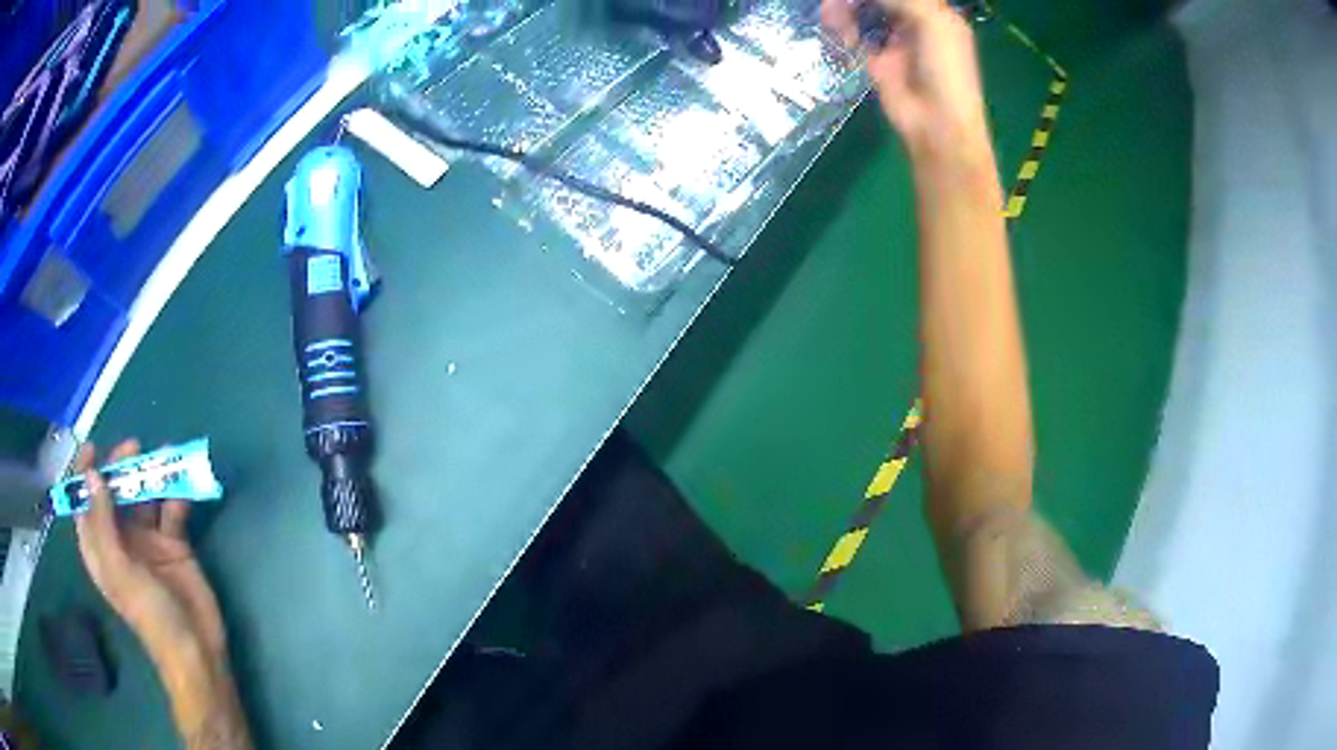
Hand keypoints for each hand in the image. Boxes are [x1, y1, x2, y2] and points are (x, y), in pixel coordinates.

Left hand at [73, 440, 225, 664]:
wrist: (196, 649)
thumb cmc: (150, 615)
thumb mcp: (120, 571)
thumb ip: (103, 524)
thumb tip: (93, 475)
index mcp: (101, 547)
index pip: (85, 502)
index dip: (85, 474)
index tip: (93, 449)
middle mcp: (120, 539)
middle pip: (115, 492)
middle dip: (121, 467)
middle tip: (134, 448)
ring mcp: (148, 541)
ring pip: (144, 496)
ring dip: (152, 475)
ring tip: (166, 456)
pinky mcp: (174, 544)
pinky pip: (172, 511)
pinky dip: (177, 495)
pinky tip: (184, 487)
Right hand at [822, 0, 991, 160]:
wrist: (937, 123)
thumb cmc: (946, 70)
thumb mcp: (933, 22)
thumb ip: (902, 0)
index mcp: (935, 12)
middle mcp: (914, 22)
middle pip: (879, 0)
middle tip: (841, 1)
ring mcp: (893, 39)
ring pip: (862, 11)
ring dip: (845, 8)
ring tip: (832, 12)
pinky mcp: (875, 57)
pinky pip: (853, 33)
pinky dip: (842, 27)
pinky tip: (840, 30)